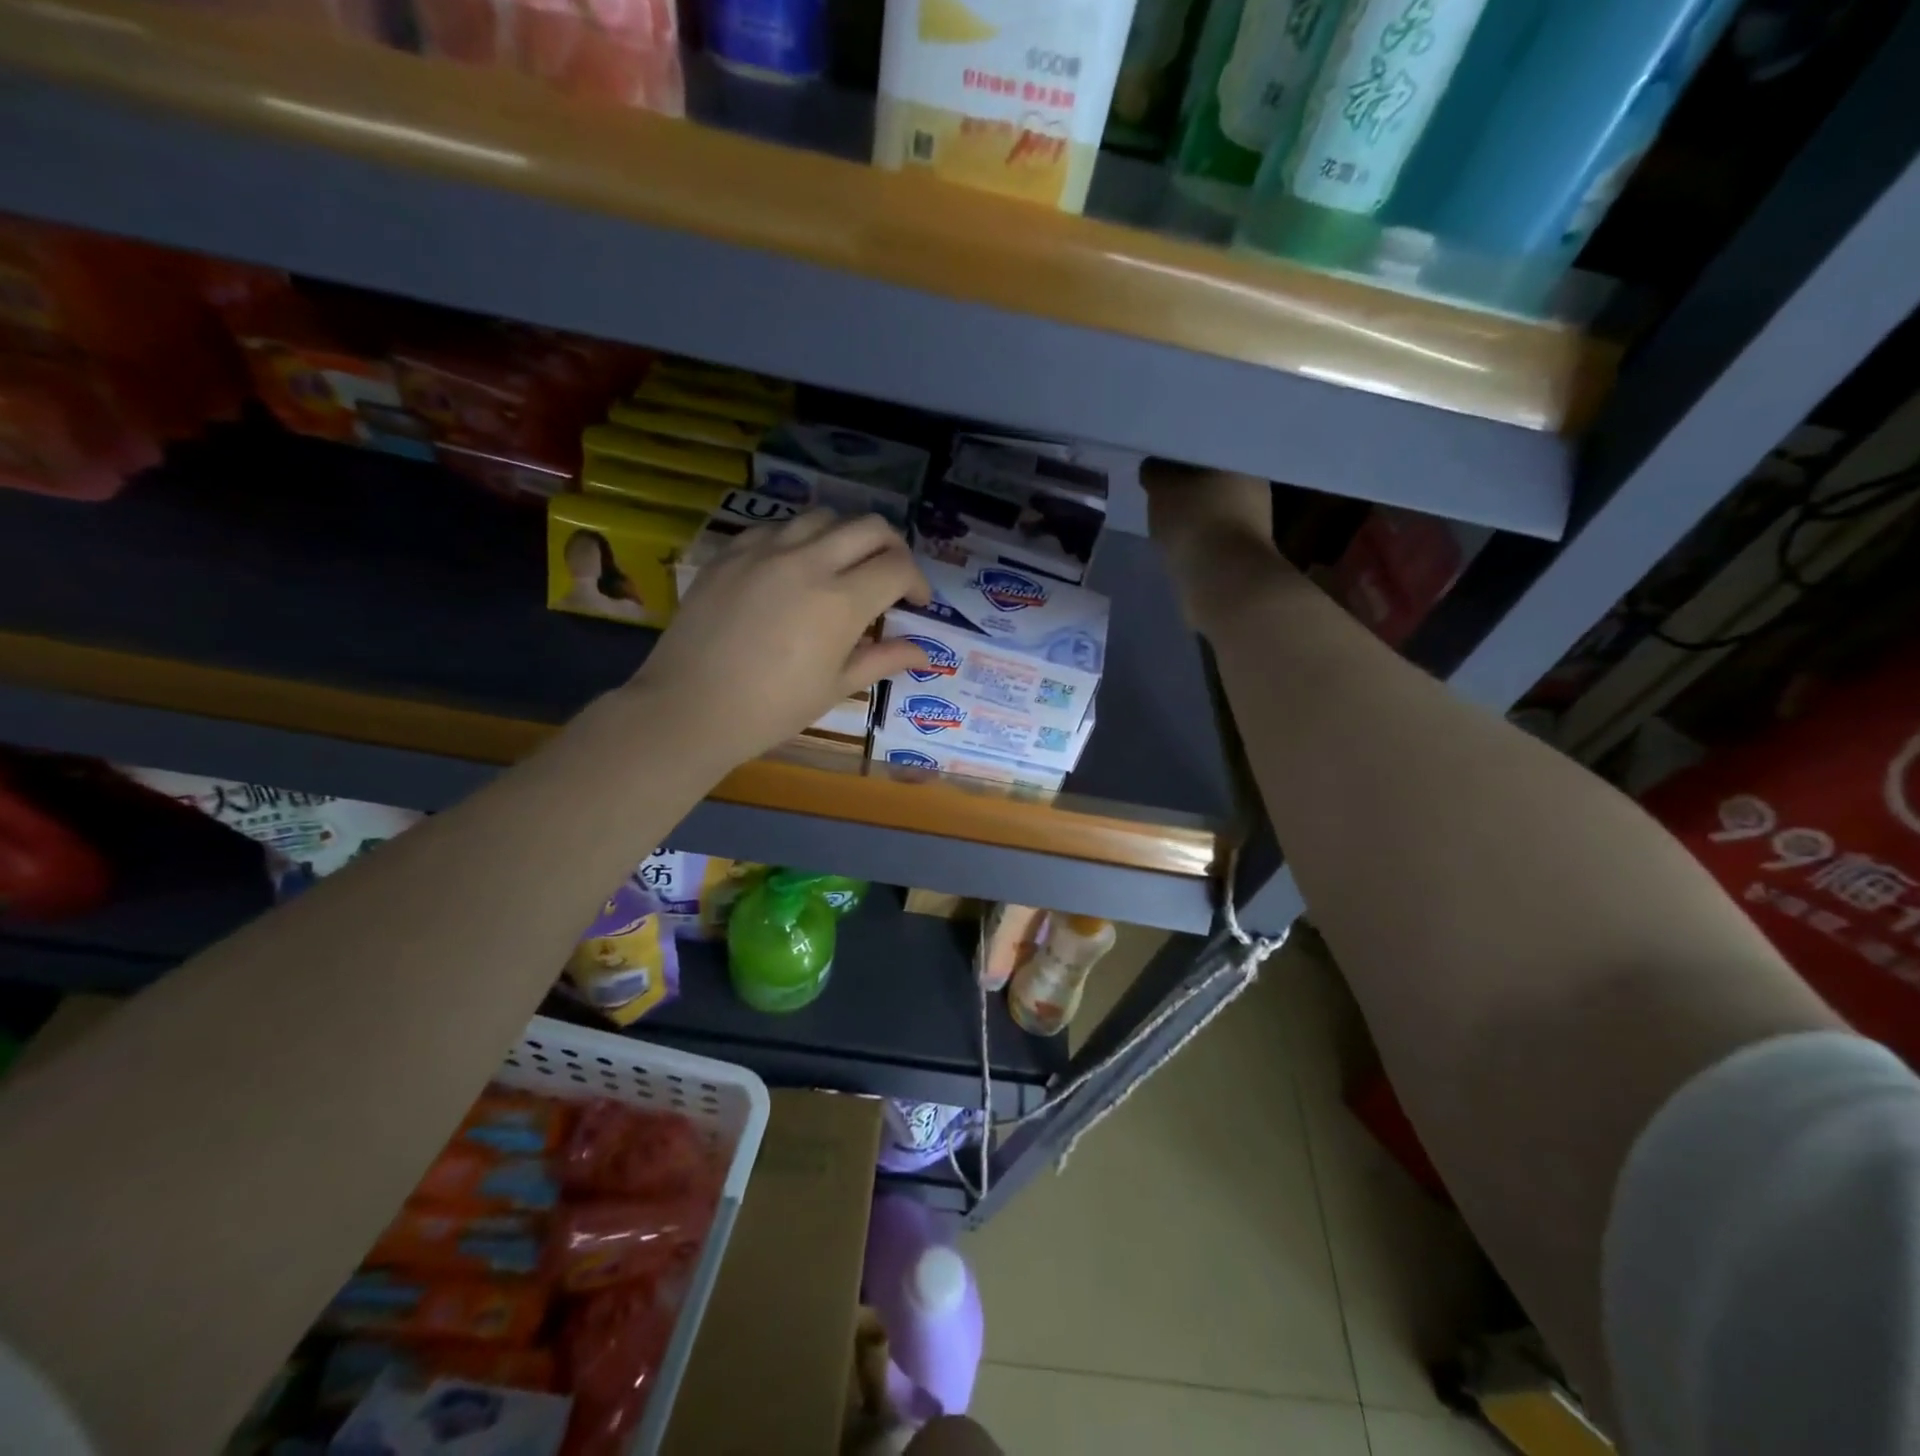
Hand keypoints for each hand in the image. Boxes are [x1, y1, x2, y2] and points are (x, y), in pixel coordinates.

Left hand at [630, 510, 931, 768]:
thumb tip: (924, 652)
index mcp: (841, 601)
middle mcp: (809, 561)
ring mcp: (765, 549)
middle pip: (870, 526)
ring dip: (847, 536)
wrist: (689, 708)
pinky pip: (777, 526)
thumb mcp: (835, 687)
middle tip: (890, 576)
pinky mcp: (731, 550)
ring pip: (824, 516)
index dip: (918, 581)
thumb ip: (883, 660)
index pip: (898, 566)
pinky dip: (800, 538)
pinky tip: (794, 567)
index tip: (916, 603)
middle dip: (893, 547)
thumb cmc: (771, 709)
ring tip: (843, 567)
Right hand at [1140, 458, 1291, 630]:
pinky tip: (1176, 539)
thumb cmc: (1195, 522)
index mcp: (1240, 459)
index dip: (1181, 451)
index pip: (1208, 445)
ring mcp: (1252, 522)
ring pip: (1213, 506)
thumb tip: (1153, 466)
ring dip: (1191, 510)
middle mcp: (1254, 486)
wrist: (1223, 583)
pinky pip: (1211, 534)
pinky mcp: (1242, 553)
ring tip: (1162, 513)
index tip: (1158, 458)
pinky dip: (1195, 535)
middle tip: (1157, 485)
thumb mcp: (1163, 489)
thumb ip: (1156, 472)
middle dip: (1187, 481)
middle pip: (1212, 476)